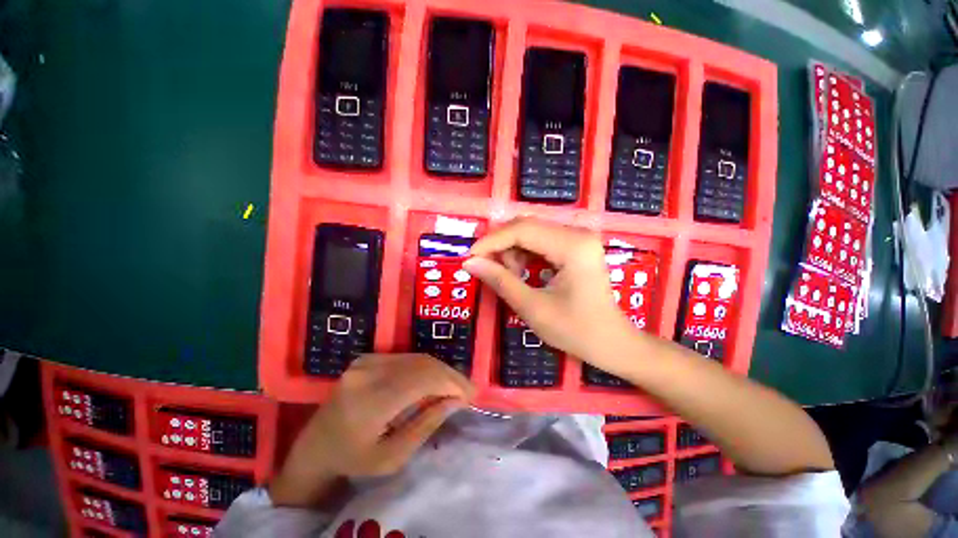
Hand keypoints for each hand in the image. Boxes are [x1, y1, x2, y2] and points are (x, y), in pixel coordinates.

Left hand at [270, 354, 474, 506]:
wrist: (315, 445)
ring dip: (440, 370)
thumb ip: (426, 424)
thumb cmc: (353, 459)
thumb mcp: (393, 456)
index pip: (422, 380)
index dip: (451, 384)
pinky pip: (407, 358)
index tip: (471, 394)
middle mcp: (368, 372)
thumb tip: (455, 400)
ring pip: (417, 358)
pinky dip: (426, 367)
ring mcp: (367, 361)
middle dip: (450, 376)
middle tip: (468, 389)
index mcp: (370, 401)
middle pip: (422, 364)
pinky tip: (436, 379)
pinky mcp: (368, 358)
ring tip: (456, 385)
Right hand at [463, 217, 634, 368]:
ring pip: (531, 232)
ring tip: (510, 276)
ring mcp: (578, 238)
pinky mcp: (575, 246)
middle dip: (501, 246)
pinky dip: (523, 254)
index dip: (492, 242)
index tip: (470, 257)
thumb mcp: (533, 308)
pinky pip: (540, 241)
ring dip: (512, 251)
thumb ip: (501, 281)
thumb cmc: (576, 330)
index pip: (522, 230)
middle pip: (526, 226)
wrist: (611, 342)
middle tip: (486, 268)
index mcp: (573, 246)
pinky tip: (522, 272)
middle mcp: (577, 233)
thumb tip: (471, 263)